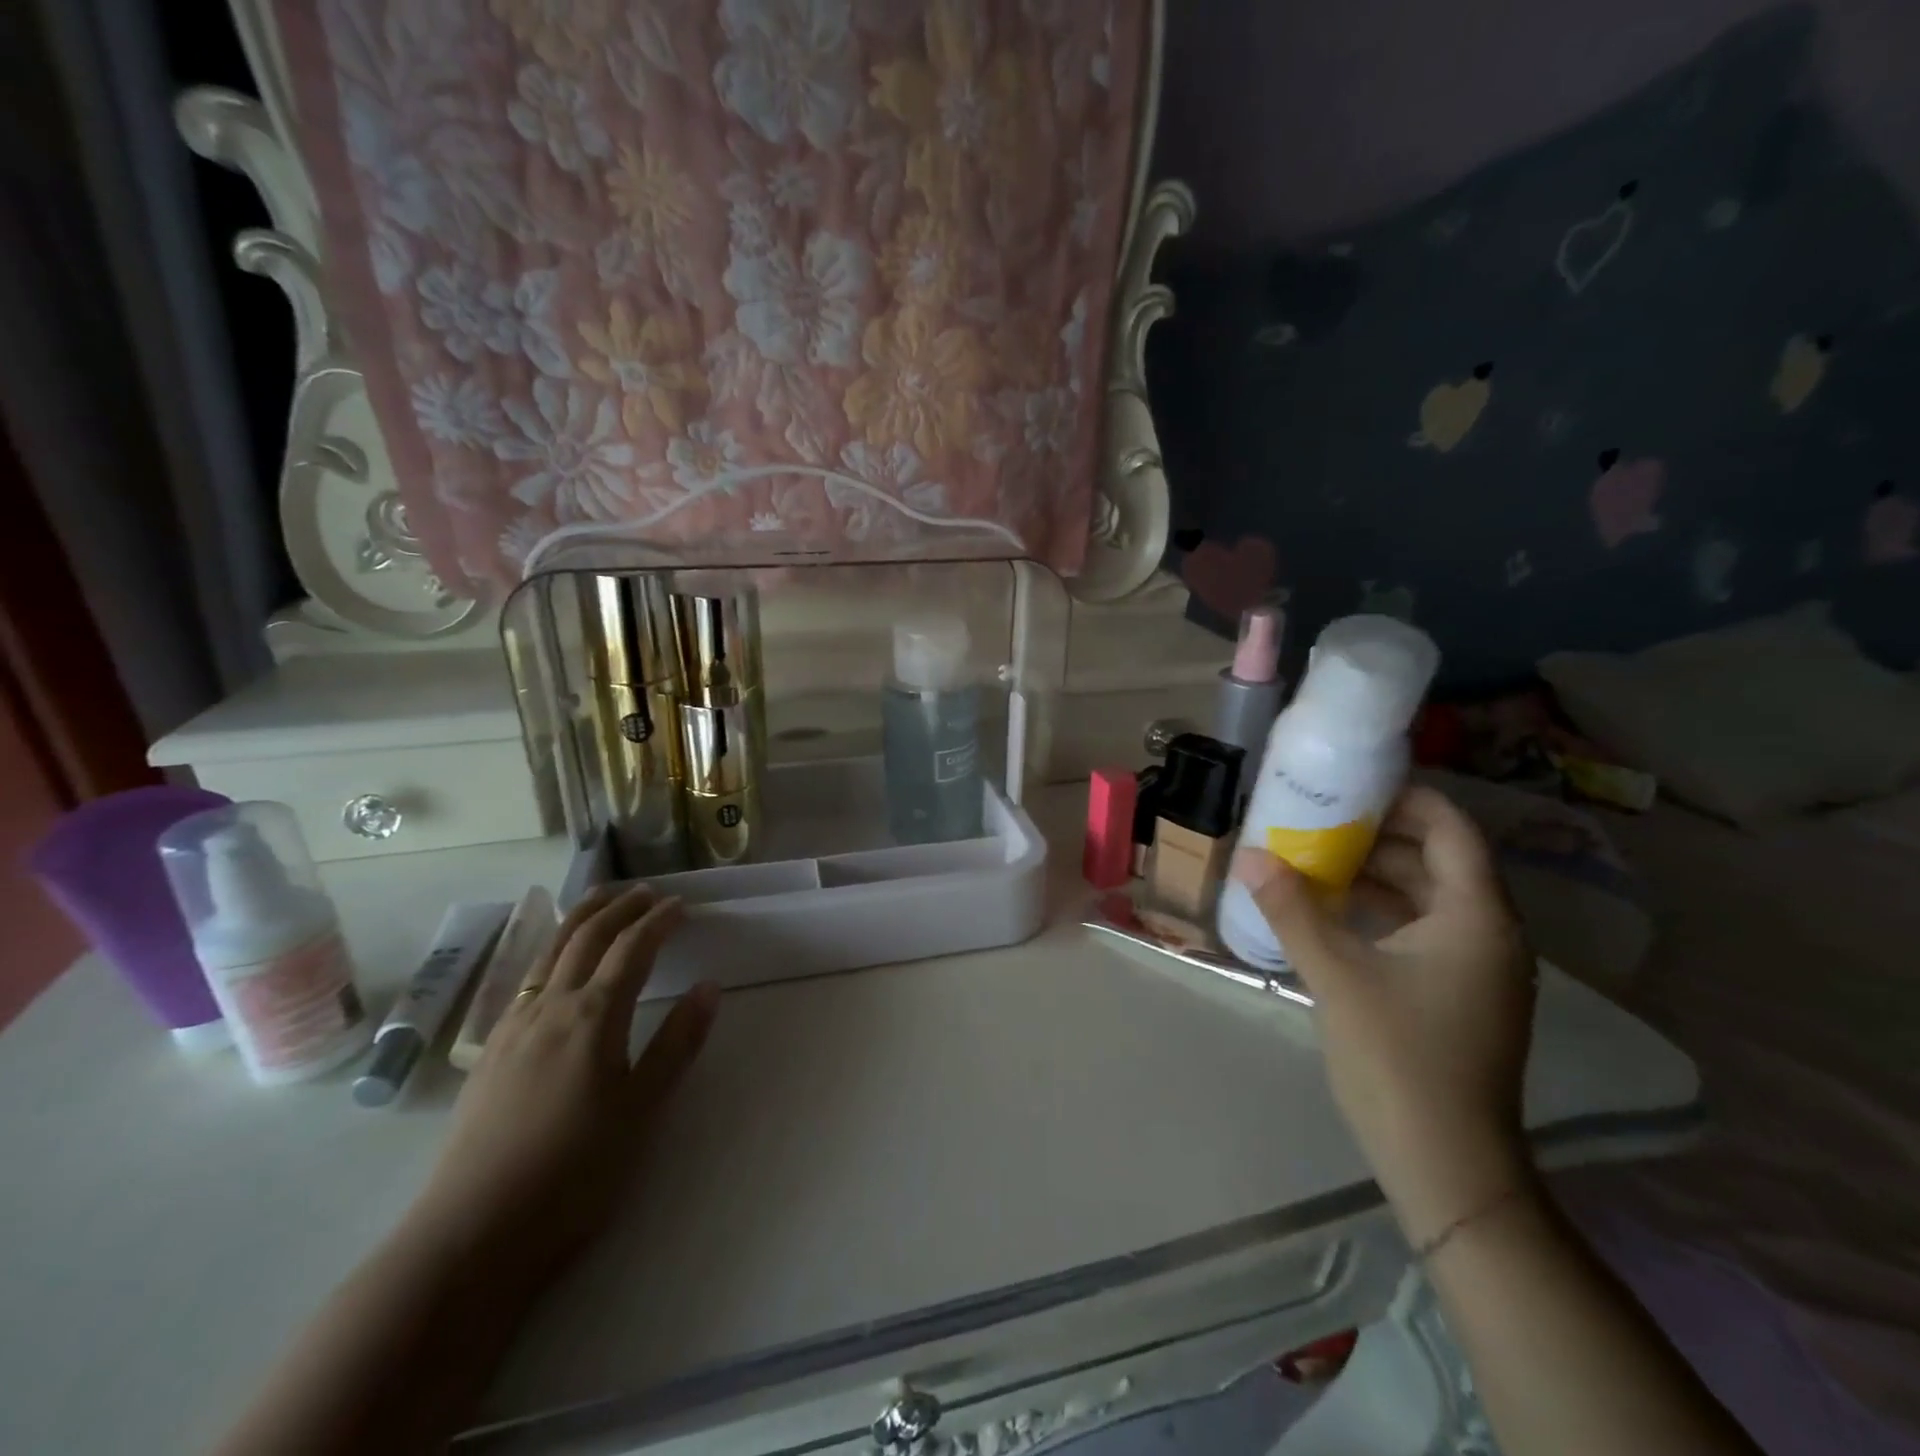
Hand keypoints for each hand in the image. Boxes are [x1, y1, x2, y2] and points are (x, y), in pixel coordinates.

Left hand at [414, 885, 718, 1270]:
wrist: (471, 1233)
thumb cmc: (573, 1172)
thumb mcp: (641, 1110)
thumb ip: (676, 1044)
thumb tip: (708, 988)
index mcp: (592, 1016)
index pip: (632, 949)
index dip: (658, 921)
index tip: (681, 905)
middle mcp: (549, 1007)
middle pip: (586, 937)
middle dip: (619, 907)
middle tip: (646, 892)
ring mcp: (512, 1027)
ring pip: (549, 952)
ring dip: (580, 919)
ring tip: (602, 902)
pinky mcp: (489, 1052)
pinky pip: (526, 979)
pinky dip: (552, 952)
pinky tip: (556, 967)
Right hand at [1231, 786, 1536, 1243]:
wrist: (1446, 1164)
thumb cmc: (1398, 1057)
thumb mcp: (1336, 974)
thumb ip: (1291, 909)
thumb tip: (1248, 856)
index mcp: (1477, 917)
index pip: (1450, 829)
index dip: (1404, 799)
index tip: (1348, 785)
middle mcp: (1488, 932)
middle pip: (1436, 858)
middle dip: (1377, 835)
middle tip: (1315, 818)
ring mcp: (1475, 966)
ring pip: (1426, 896)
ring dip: (1373, 874)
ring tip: (1312, 857)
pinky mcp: (1456, 992)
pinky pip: (1419, 929)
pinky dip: (1379, 911)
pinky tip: (1328, 911)